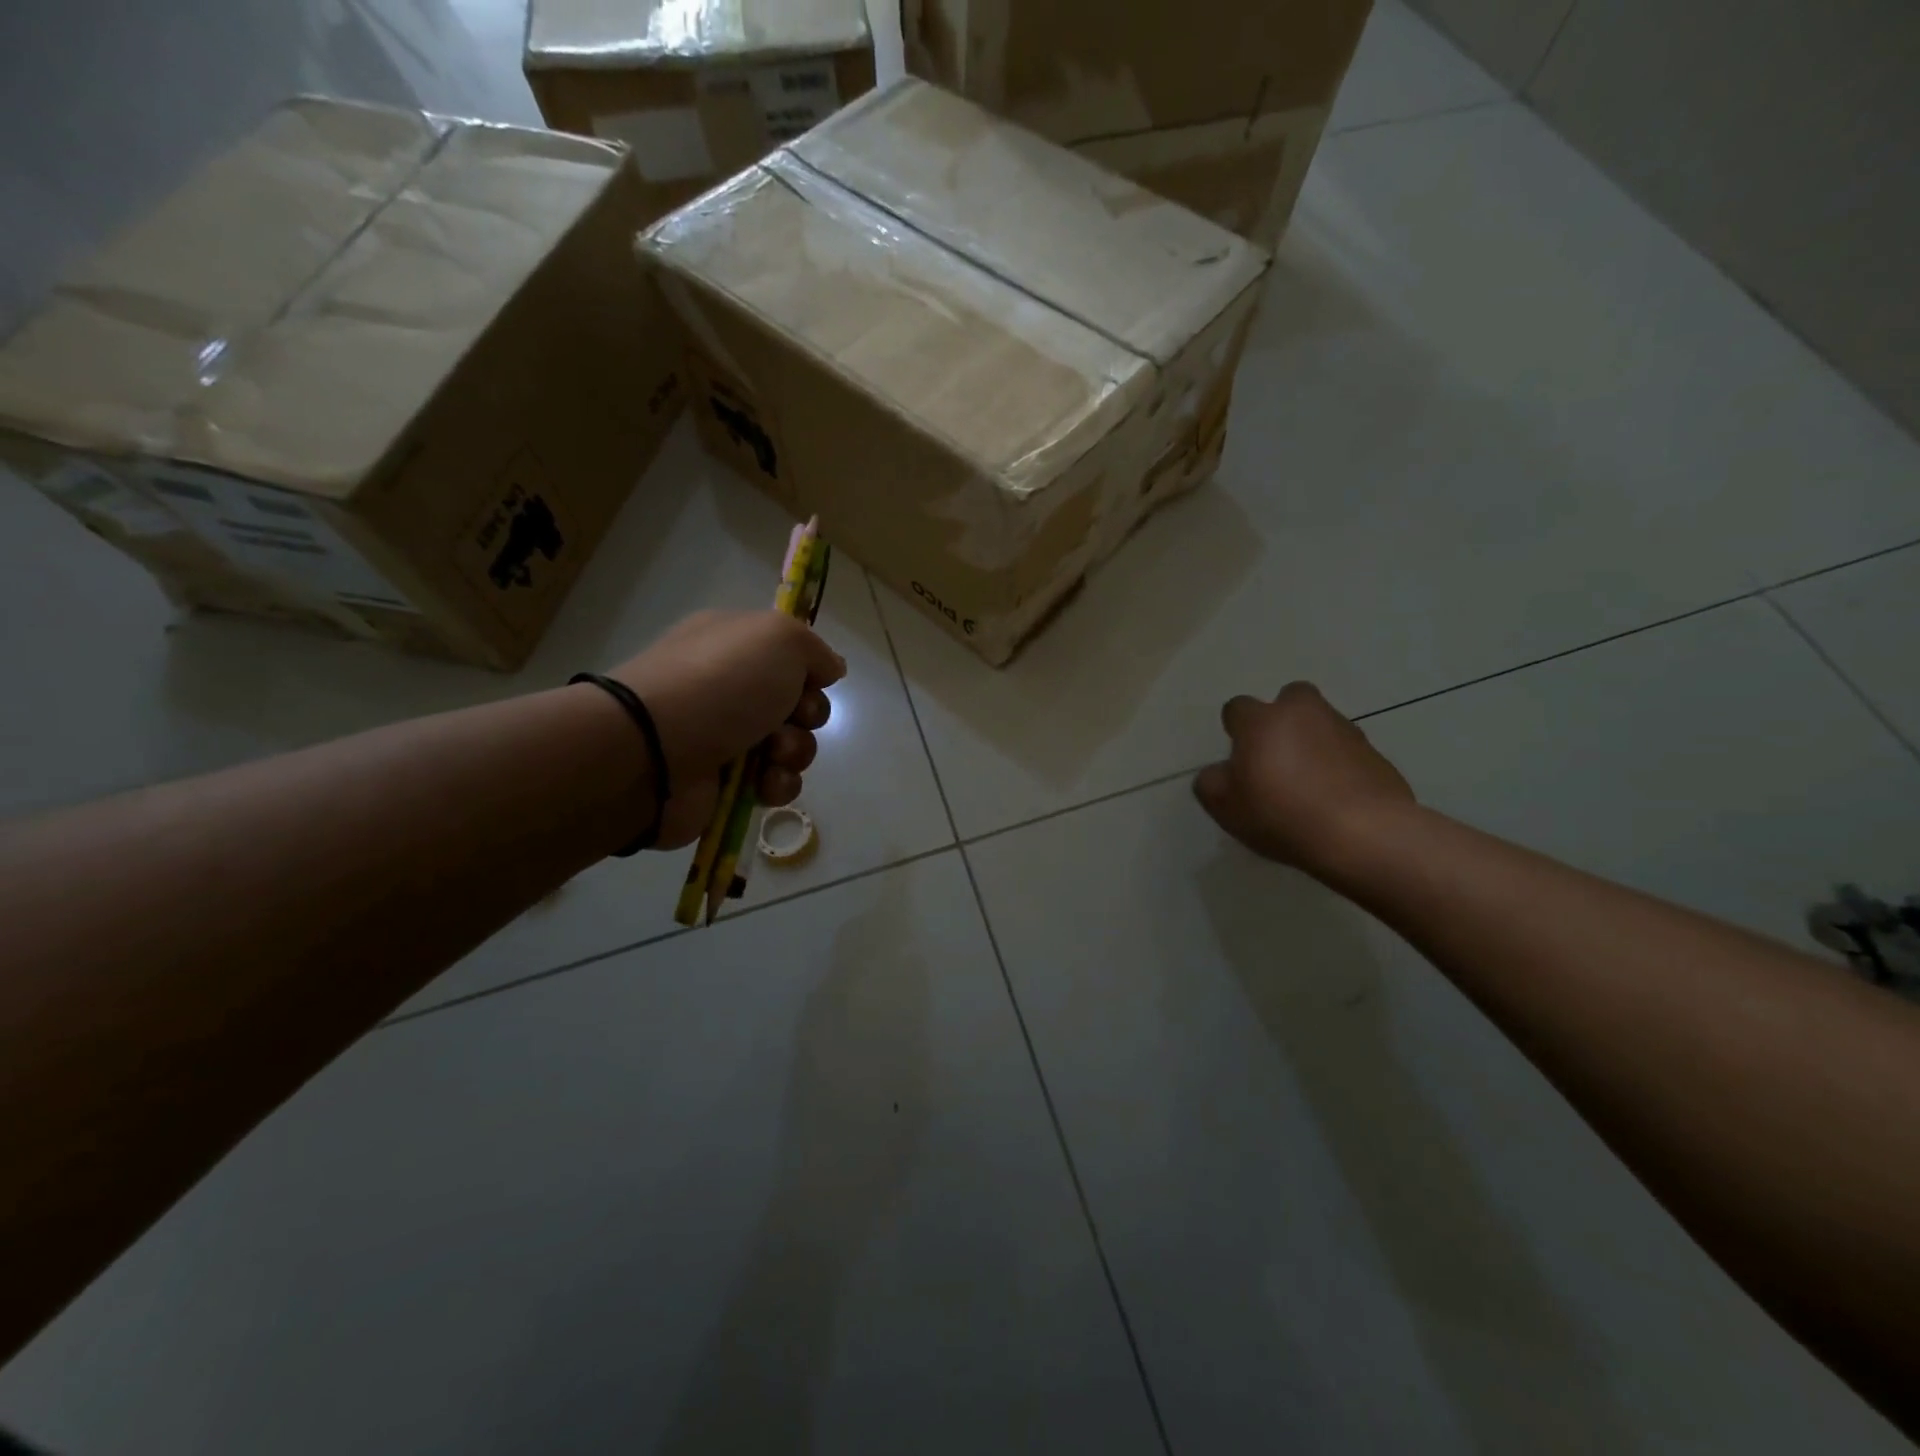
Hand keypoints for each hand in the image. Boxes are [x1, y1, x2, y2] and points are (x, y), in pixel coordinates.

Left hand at [613, 610, 846, 849]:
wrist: (654, 751)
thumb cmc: (719, 683)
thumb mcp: (778, 637)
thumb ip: (815, 648)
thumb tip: (832, 668)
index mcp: (735, 644)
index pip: (791, 655)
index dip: (810, 670)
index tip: (811, 679)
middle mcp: (730, 688)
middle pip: (799, 703)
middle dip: (808, 714)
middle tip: (791, 717)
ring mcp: (726, 737)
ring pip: (792, 746)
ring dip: (795, 751)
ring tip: (771, 755)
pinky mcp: (726, 784)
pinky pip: (775, 784)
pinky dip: (777, 785)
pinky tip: (762, 784)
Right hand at [1193, 682, 1414, 874]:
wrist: (1364, 835)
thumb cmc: (1281, 814)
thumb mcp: (1225, 807)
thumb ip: (1211, 782)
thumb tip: (1220, 772)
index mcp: (1262, 721)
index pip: (1237, 708)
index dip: (1236, 730)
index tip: (1239, 760)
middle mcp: (1304, 713)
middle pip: (1290, 699)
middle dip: (1283, 719)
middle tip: (1277, 757)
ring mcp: (1345, 731)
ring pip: (1322, 724)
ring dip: (1313, 743)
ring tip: (1309, 785)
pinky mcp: (1376, 754)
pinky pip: (1348, 753)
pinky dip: (1340, 767)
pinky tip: (1335, 799)